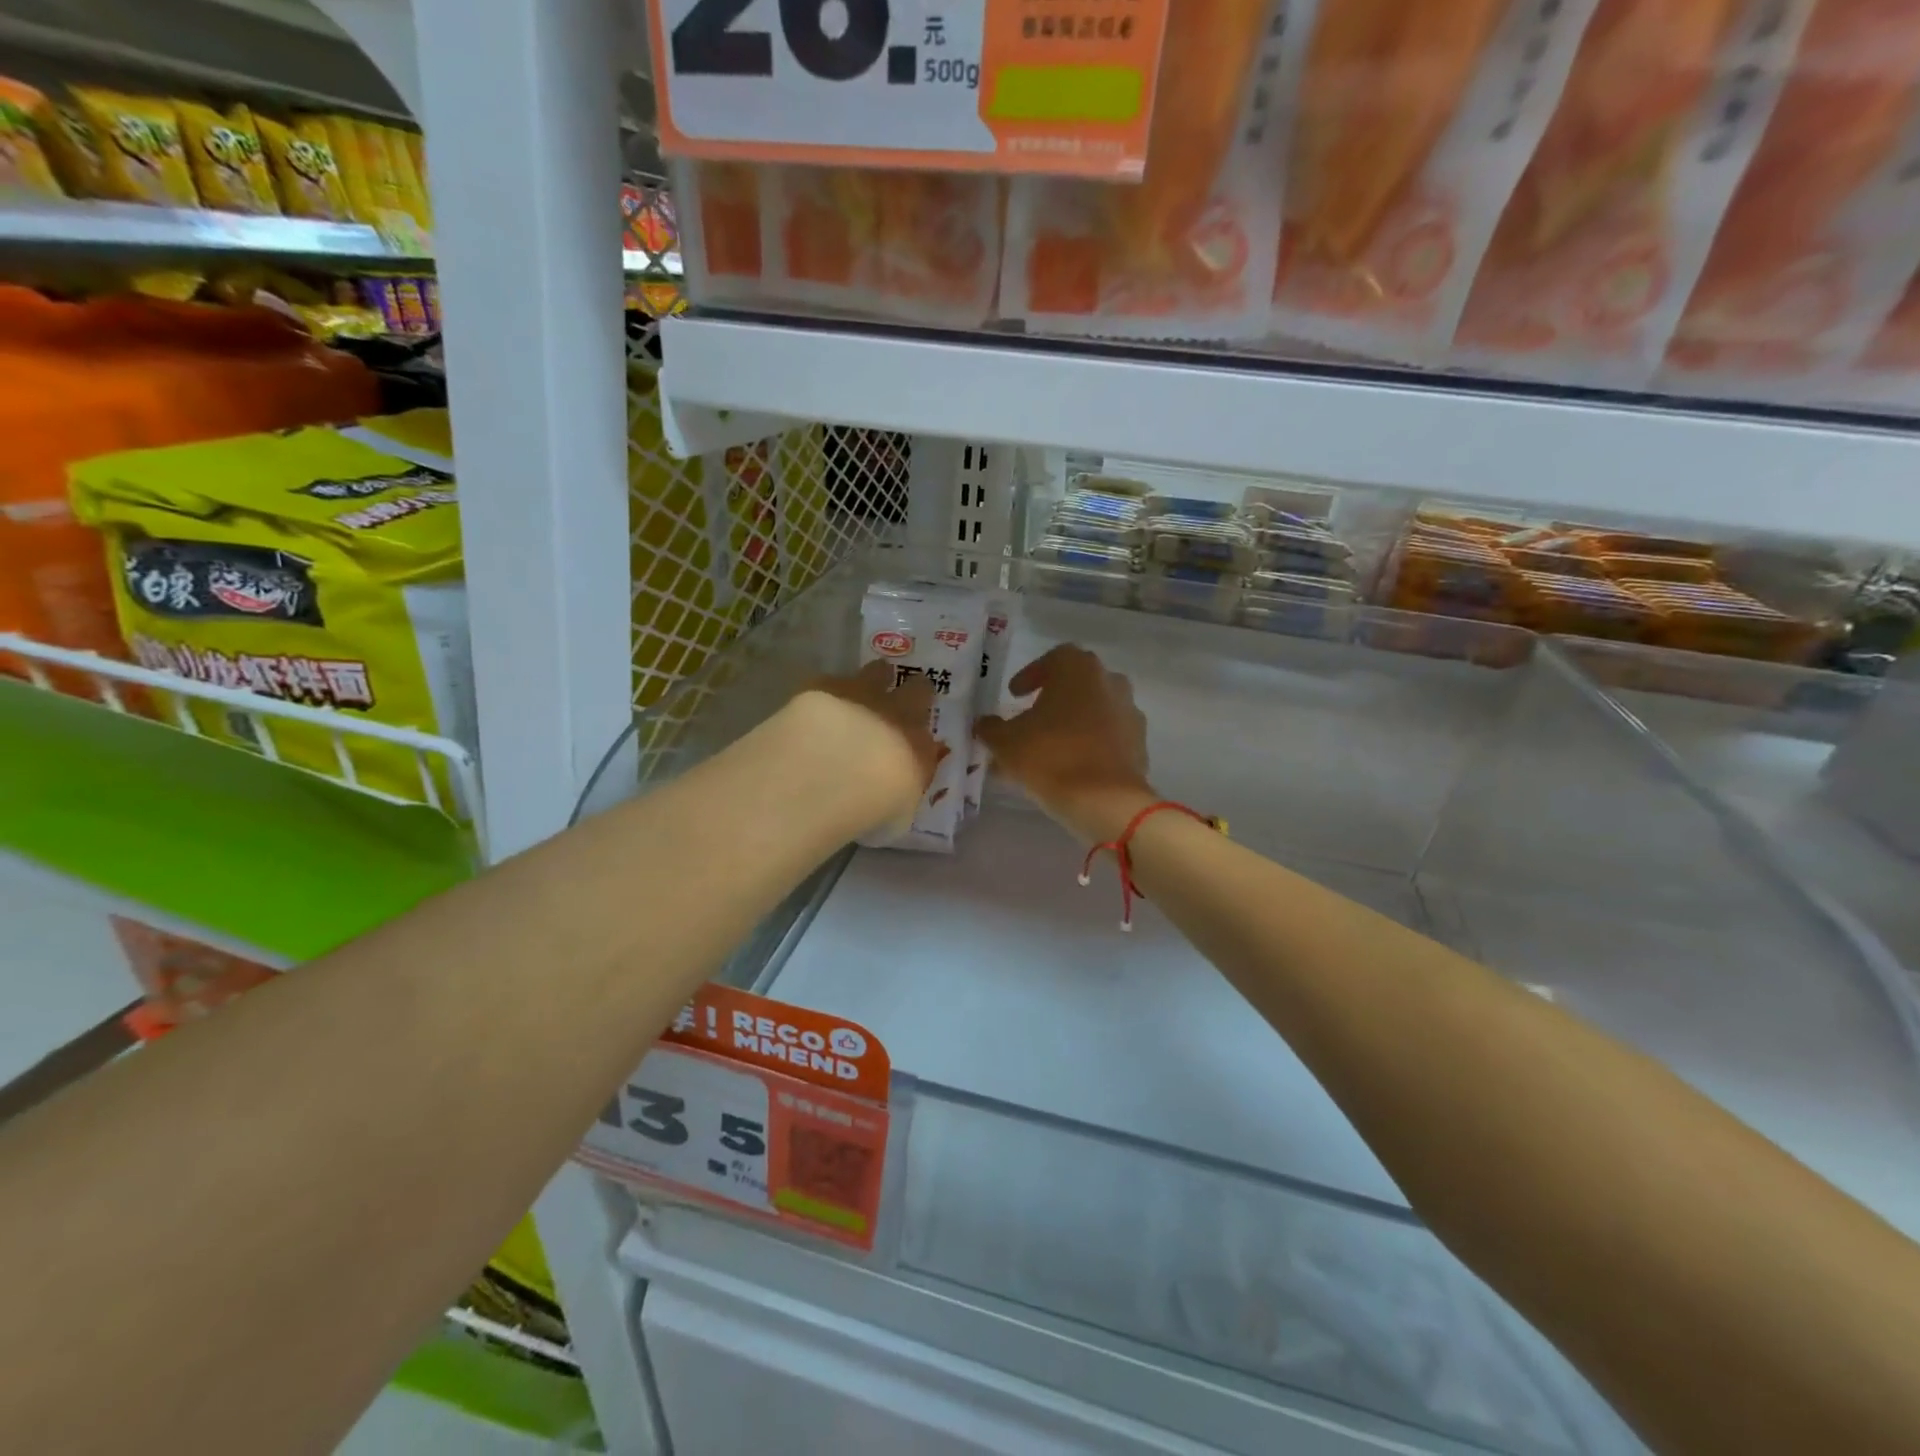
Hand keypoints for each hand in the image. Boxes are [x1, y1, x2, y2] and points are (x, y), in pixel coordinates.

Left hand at [788, 661, 944, 833]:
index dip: (922, 734)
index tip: (914, 740)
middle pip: (918, 690)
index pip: (930, 735)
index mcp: (920, 746)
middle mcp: (898, 714)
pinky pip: (833, 681)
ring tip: (861, 692)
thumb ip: (900, 792)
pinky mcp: (825, 686)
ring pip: (878, 672)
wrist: (829, 774)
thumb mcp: (896, 813)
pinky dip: (829, 691)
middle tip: (901, 699)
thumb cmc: (871, 805)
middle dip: (913, 692)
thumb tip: (897, 787)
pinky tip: (815, 706)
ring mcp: (864, 694)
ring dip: (874, 679)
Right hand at [975, 645, 1155, 842]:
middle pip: (1078, 683)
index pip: (1053, 659)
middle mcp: (1110, 682)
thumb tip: (985, 724)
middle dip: (1054, 699)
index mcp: (1079, 669)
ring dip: (1073, 722)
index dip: (1031, 675)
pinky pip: (1109, 737)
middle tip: (1031, 719)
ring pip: (1095, 710)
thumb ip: (991, 728)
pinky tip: (1071, 766)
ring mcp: (1129, 713)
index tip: (1015, 695)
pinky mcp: (1139, 744)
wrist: (1106, 801)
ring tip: (1049, 748)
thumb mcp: (1006, 743)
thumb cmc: (1050, 757)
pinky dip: (1091, 744)